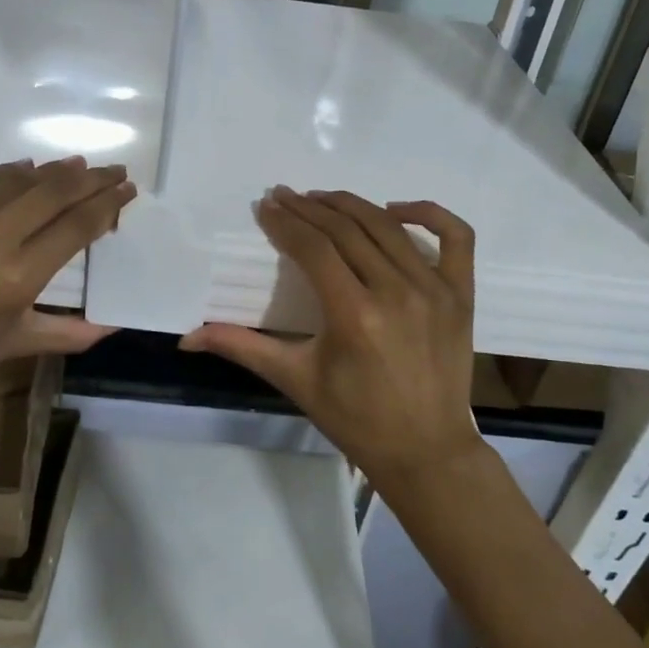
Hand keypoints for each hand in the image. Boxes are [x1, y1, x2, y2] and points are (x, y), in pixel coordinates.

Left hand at [0, 157, 135, 394]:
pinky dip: (9, 174)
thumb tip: (113, 327)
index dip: (109, 204)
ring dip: (55, 171)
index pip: (78, 225)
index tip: (127, 191)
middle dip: (93, 178)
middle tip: (114, 170)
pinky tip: (26, 171)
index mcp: (17, 276)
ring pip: (20, 178)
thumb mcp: (10, 345)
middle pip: (57, 191)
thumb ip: (67, 333)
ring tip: (78, 166)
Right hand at [180, 187, 482, 490]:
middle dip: (309, 208)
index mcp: (353, 315)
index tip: (265, 207)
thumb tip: (186, 338)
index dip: (285, 222)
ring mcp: (435, 289)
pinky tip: (396, 208)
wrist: (426, 451)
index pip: (313, 248)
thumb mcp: (295, 380)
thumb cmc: (355, 418)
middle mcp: (396, 292)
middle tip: (284, 196)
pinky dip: (428, 212)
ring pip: (388, 226)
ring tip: (321, 198)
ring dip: (350, 205)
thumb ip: (242, 347)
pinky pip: (455, 237)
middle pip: (346, 230)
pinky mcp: (462, 294)